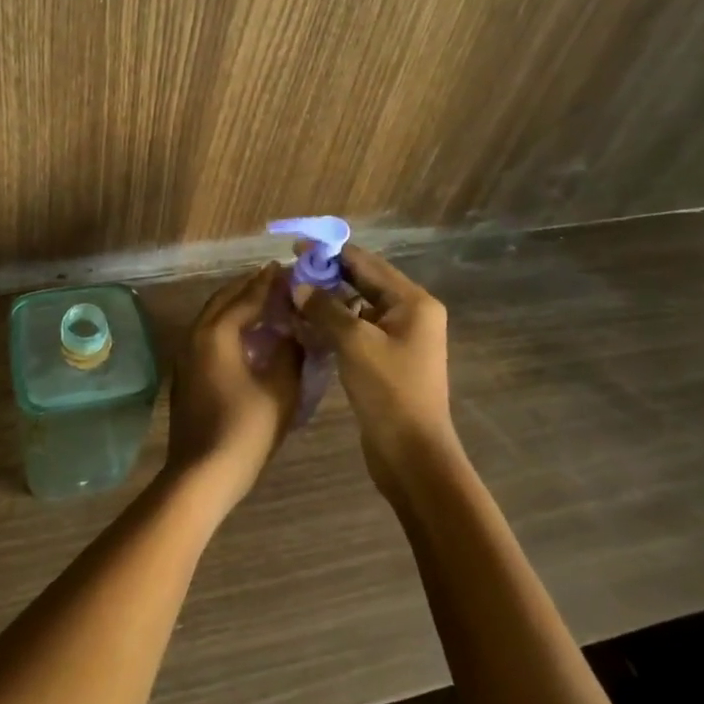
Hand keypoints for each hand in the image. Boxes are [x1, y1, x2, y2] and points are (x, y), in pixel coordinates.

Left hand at [166, 264, 300, 509]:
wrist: (201, 475)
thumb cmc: (244, 430)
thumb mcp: (280, 390)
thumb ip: (290, 354)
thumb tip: (296, 333)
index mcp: (217, 333)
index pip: (246, 297)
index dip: (269, 283)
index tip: (288, 269)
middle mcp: (196, 335)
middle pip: (223, 300)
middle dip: (249, 288)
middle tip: (276, 281)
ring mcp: (186, 355)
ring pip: (212, 317)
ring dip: (236, 305)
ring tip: (264, 303)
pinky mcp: (185, 373)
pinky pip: (207, 334)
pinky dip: (227, 325)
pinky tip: (247, 336)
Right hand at [299, 247, 454, 484]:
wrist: (413, 455)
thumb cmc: (389, 392)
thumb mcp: (355, 343)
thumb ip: (325, 309)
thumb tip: (298, 285)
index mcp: (413, 302)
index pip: (367, 263)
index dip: (331, 253)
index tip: (296, 247)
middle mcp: (411, 313)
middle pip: (364, 282)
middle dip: (328, 275)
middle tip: (290, 271)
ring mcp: (401, 337)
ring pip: (358, 307)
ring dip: (328, 300)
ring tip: (293, 295)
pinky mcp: (387, 359)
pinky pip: (358, 330)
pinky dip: (334, 324)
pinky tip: (307, 325)